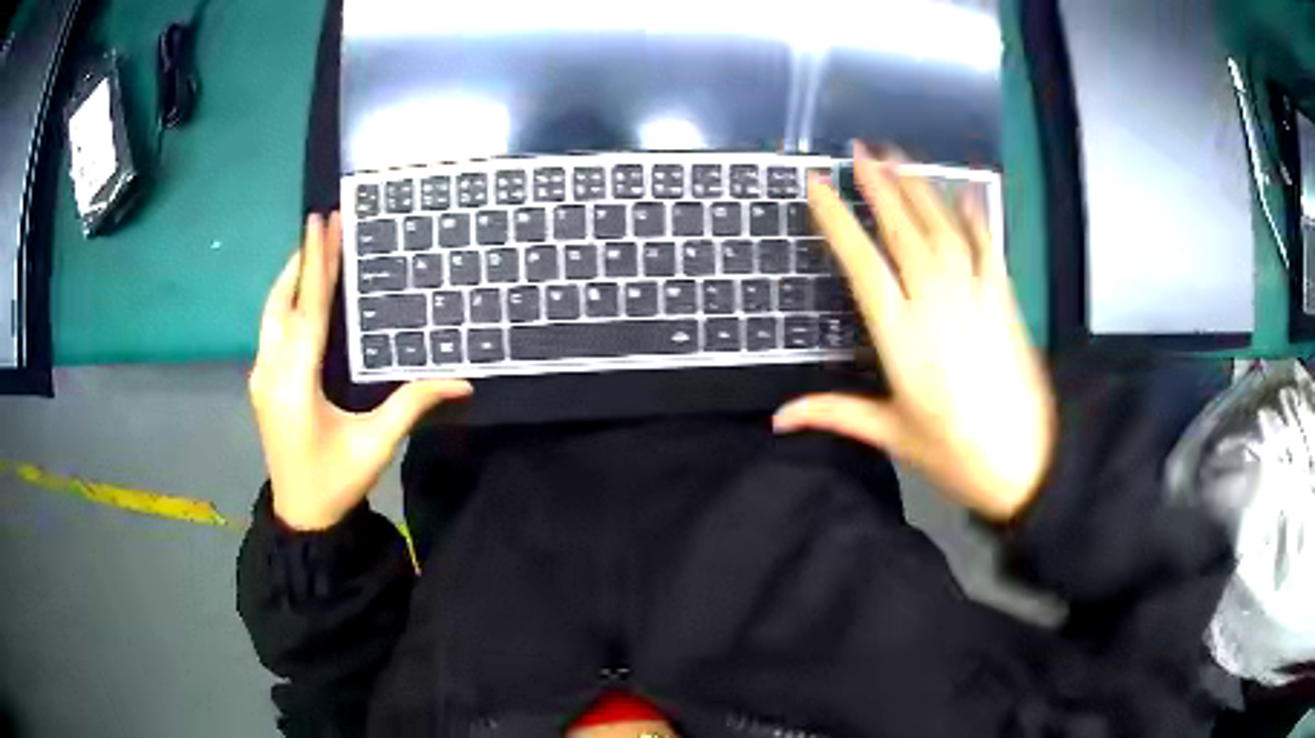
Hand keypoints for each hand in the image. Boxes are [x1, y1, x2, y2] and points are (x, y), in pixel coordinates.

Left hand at [250, 213, 471, 529]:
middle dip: (303, 259)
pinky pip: (271, 329)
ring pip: (272, 314)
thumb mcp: (376, 445)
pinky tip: (300, 293)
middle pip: (284, 303)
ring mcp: (261, 377)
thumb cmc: (336, 482)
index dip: (317, 264)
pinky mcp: (262, 383)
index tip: (322, 222)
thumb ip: (413, 405)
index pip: (308, 310)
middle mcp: (271, 371)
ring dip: (291, 278)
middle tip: (321, 221)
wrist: (300, 516)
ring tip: (312, 247)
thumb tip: (462, 381)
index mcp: (296, 383)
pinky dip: (286, 302)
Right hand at [774, 145, 1054, 520]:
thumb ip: (835, 413)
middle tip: (860, 150)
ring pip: (943, 229)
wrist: (1027, 463)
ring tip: (900, 157)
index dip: (837, 220)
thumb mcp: (892, 434)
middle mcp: (936, 303)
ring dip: (920, 189)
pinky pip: (988, 247)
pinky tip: (965, 192)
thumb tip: (778, 417)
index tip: (818, 185)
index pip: (862, 263)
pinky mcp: (1005, 300)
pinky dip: (976, 217)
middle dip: (879, 186)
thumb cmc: (954, 453)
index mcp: (901, 336)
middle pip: (904, 231)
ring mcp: (975, 296)